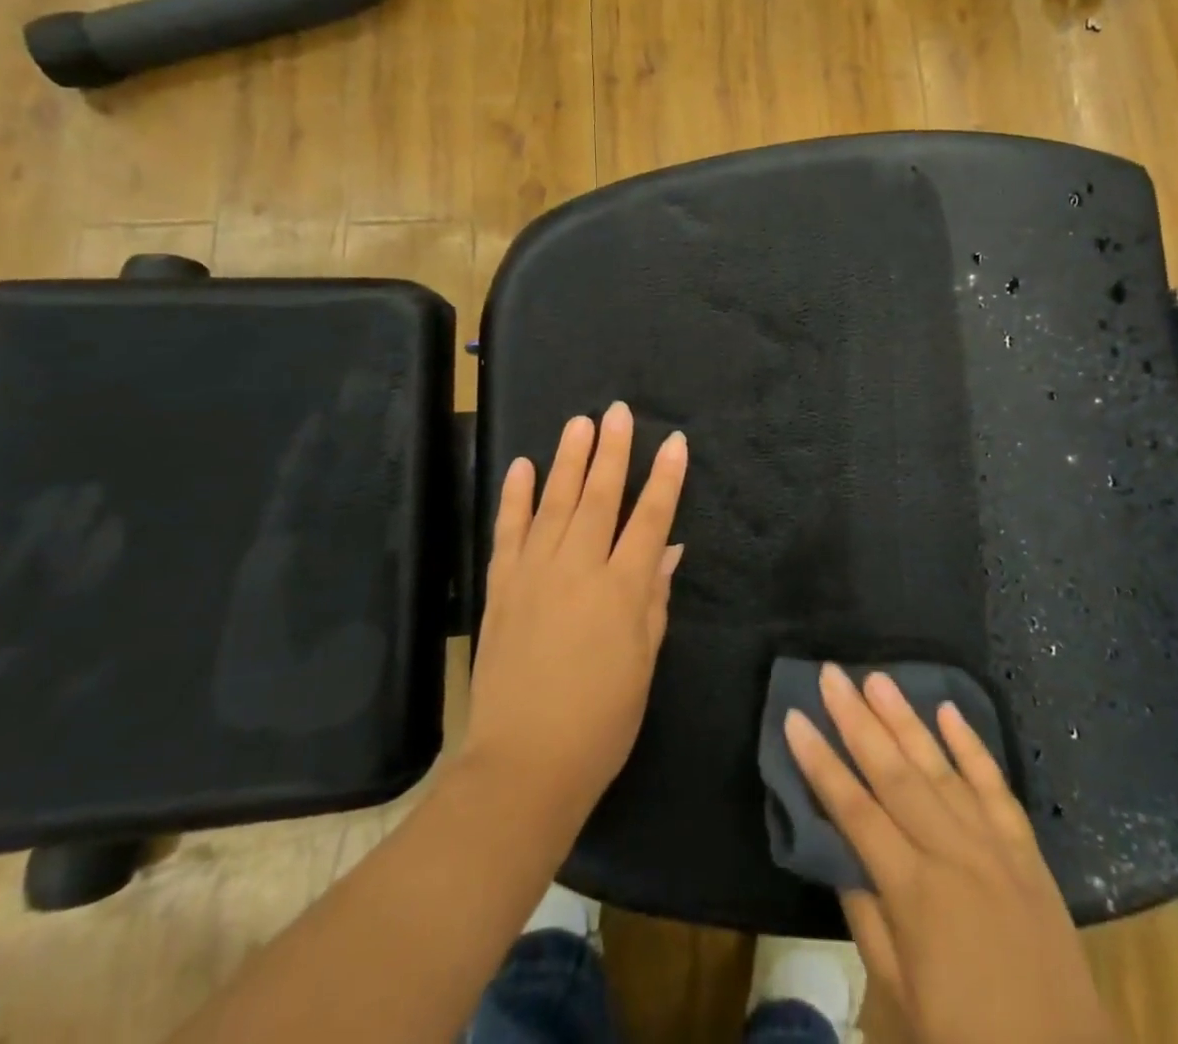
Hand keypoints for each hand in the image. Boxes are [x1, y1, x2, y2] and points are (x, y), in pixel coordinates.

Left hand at [462, 403, 688, 822]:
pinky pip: (509, 532)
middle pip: (600, 498)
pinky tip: (521, 467)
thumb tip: (668, 551)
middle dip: (614, 451)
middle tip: (618, 412)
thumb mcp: (645, 663)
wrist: (523, 765)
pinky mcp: (502, 588)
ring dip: (569, 460)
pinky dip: (514, 497)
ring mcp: (535, 574)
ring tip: (579, 423)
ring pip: (555, 503)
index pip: (651, 519)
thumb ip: (655, 600)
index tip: (675, 443)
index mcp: (623, 590)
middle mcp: (579, 570)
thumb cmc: (601, 722)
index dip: (666, 479)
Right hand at [785, 666, 1115, 1043]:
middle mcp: (952, 853)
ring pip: (940, 767)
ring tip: (877, 678)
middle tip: (832, 675)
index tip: (795, 718)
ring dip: (905, 719)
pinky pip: (995, 784)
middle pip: (894, 773)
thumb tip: (843, 855)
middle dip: (857, 720)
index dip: (821, 763)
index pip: (854, 811)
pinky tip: (948, 710)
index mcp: (914, 893)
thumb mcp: (902, 997)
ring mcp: (994, 845)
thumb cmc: (970, 1043)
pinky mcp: (1026, 849)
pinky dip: (971, 745)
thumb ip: (868, 918)